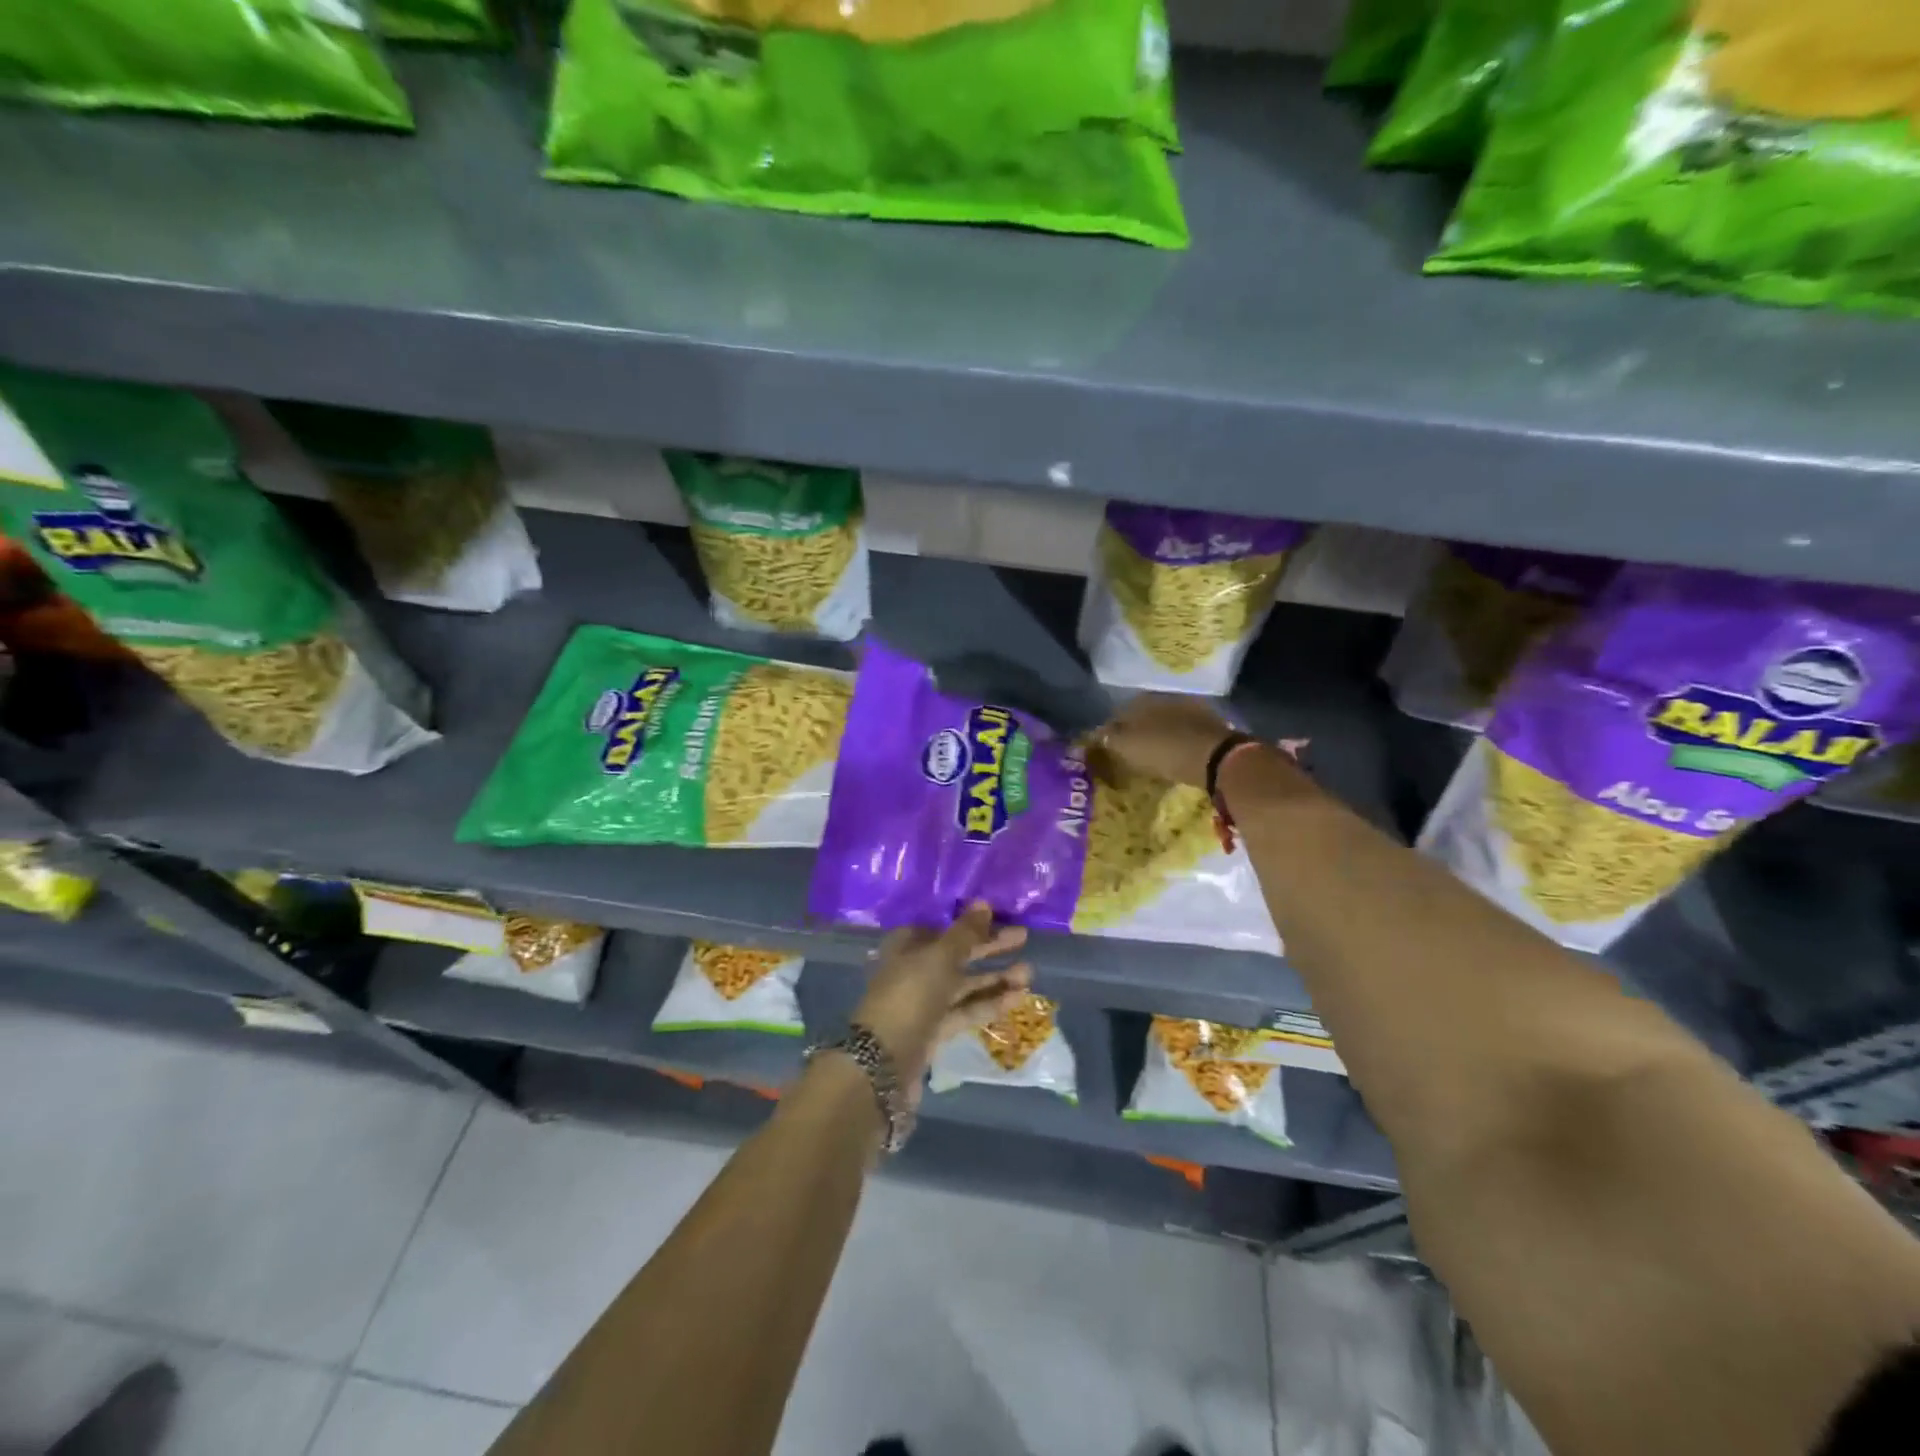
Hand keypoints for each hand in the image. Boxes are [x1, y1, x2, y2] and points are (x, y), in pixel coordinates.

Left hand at [852, 902, 1031, 1103]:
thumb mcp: (940, 958)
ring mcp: (924, 1003)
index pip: (944, 928)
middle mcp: (914, 970)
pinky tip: (1017, 999)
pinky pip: (966, 1011)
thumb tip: (984, 903)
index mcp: (907, 946)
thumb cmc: (910, 996)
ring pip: (965, 985)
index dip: (970, 924)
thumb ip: (965, 933)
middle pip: (957, 955)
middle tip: (1023, 938)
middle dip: (989, 949)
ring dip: (995, 979)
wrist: (884, 1063)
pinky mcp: (935, 1031)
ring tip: (1028, 974)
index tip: (1000, 919)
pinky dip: (989, 1004)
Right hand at [1086, 693, 1236, 788]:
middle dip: (1136, 731)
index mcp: (1139, 700)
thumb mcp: (1126, 746)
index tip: (1109, 749)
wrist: (1215, 756)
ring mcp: (1188, 707)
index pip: (1117, 714)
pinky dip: (1177, 740)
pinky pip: (1184, 731)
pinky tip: (1176, 754)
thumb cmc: (1163, 750)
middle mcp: (1163, 697)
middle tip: (1131, 753)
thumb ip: (1107, 737)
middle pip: (1142, 716)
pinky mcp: (1209, 723)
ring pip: (1164, 721)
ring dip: (1158, 735)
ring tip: (1154, 755)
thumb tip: (1096, 733)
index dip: (1111, 732)